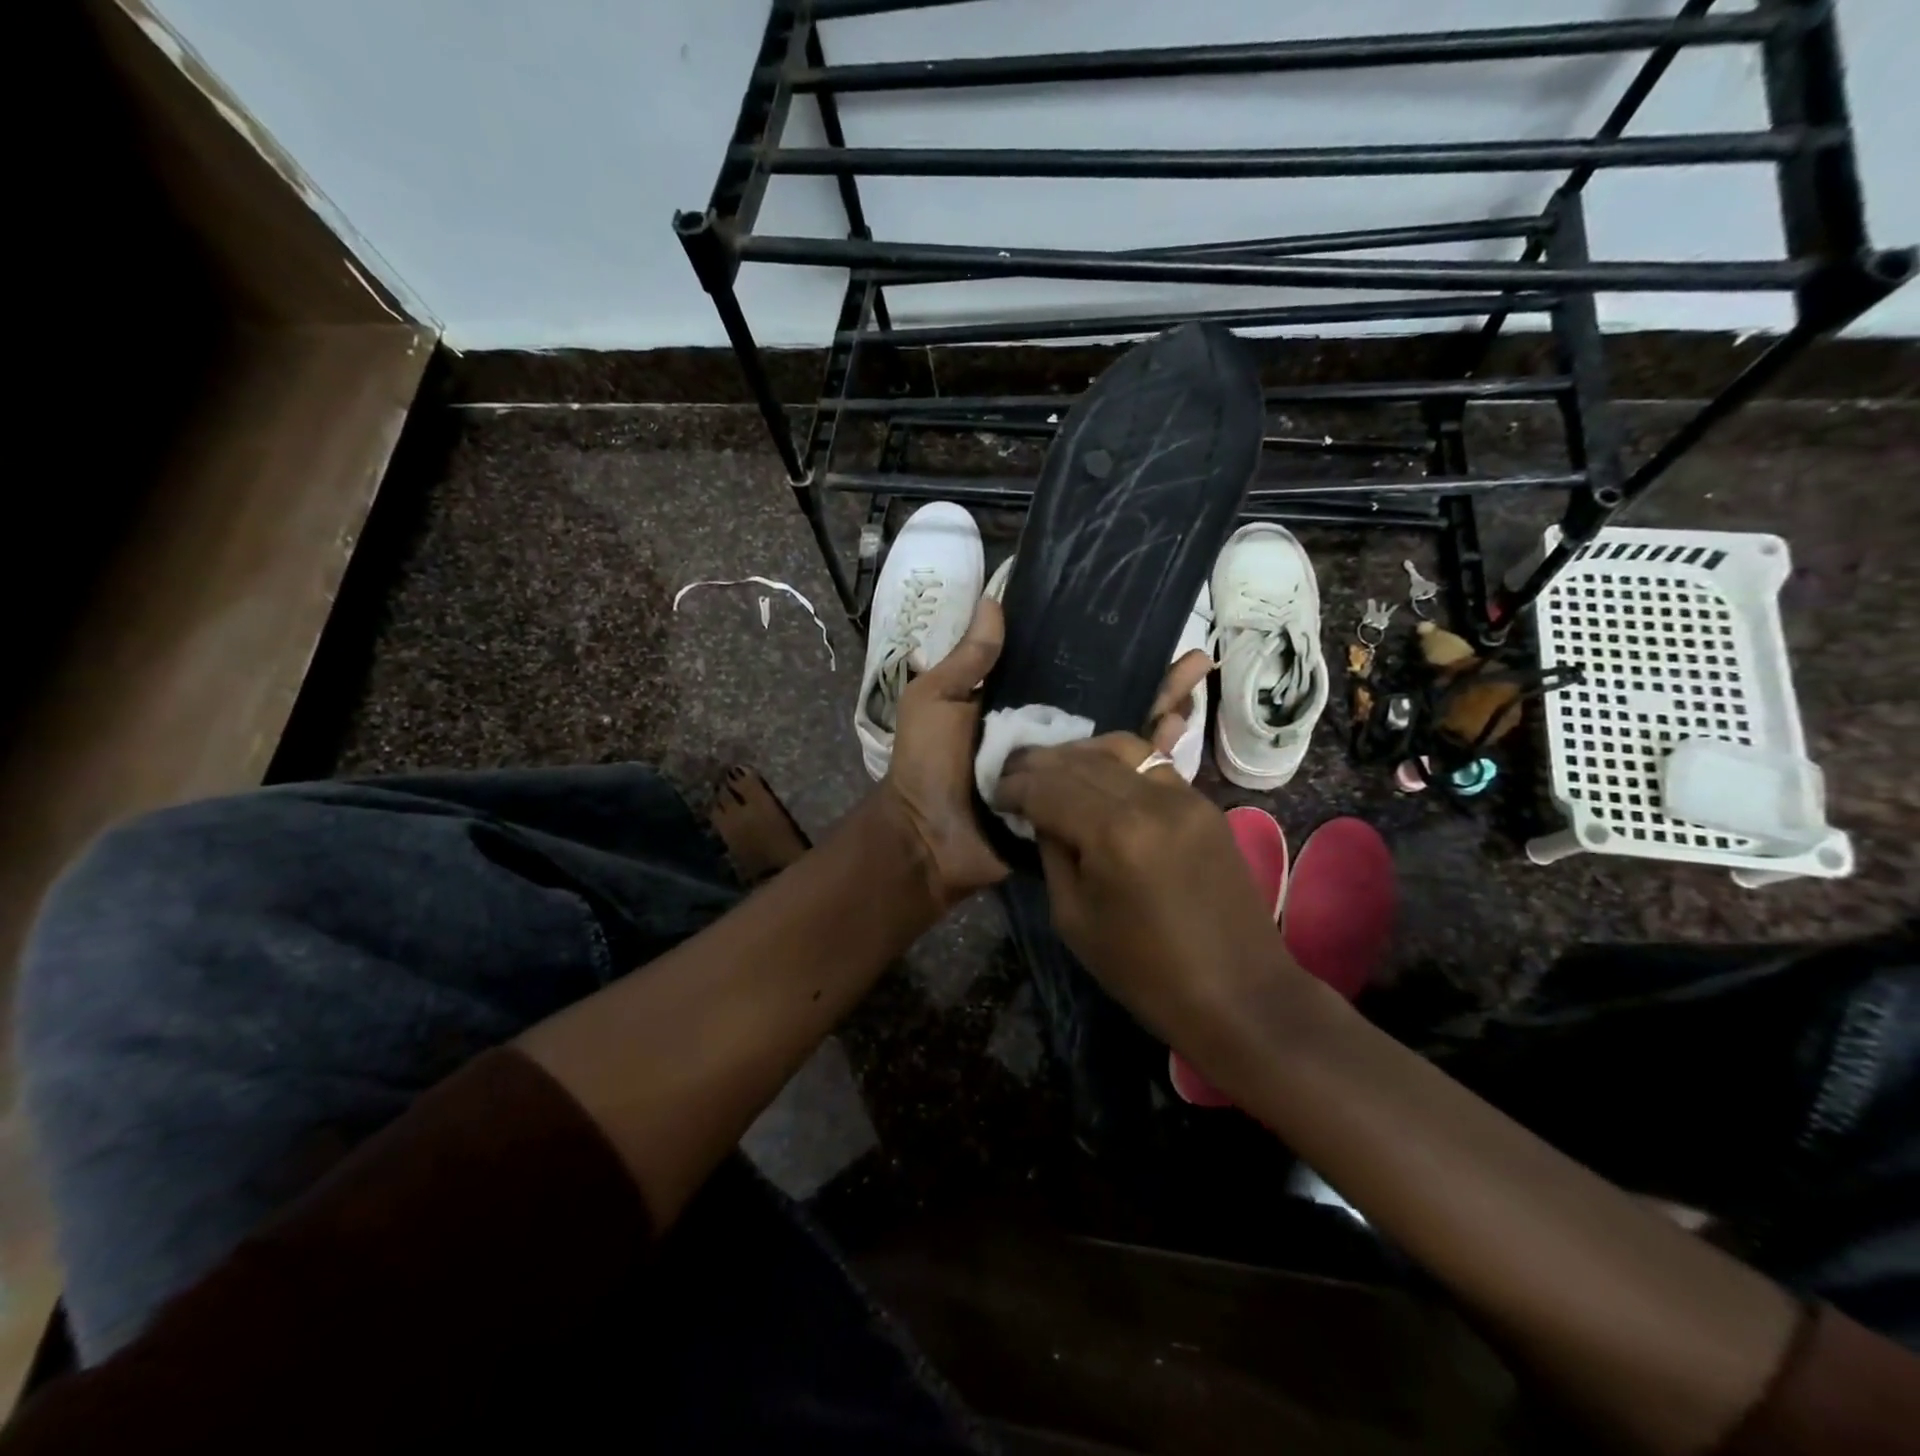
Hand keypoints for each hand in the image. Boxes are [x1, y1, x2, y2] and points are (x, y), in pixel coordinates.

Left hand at [881, 609, 1220, 912]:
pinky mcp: (1080, 806)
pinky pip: (1118, 782)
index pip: (1072, 673)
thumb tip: (994, 600)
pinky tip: (1180, 735)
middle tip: (1193, 659)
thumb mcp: (935, 701)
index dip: (1105, 654)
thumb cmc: (926, 766)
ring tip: (1196, 686)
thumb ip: (968, 660)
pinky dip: (1150, 760)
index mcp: (1019, 708)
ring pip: (1123, 738)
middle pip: (1109, 702)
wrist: (929, 841)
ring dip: (1160, 712)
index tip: (1142, 629)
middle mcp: (1052, 735)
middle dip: (1150, 680)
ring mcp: (1069, 772)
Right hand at [992, 733, 1295, 1059]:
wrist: (1238, 992)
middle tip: (1012, 770)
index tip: (995, 792)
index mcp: (1113, 833)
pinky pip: (1152, 764)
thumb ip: (1053, 854)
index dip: (1015, 786)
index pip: (1048, 787)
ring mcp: (1184, 795)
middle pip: (1080, 760)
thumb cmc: (1146, 971)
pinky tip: (1097, 774)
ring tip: (1051, 766)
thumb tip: (1042, 816)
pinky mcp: (1204, 803)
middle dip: (1039, 762)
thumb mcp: (1074, 918)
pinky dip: (1117, 762)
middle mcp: (1150, 799)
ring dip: (1078, 752)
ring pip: (1120, 748)